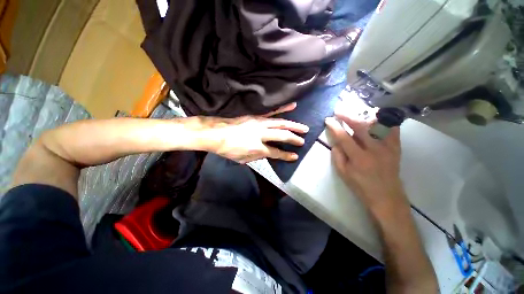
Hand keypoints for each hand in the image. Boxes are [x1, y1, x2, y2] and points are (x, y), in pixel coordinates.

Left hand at [200, 103, 308, 163]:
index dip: (287, 155)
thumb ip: (257, 157)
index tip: (295, 156)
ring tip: (304, 127)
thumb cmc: (228, 149)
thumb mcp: (243, 159)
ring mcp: (259, 123)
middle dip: (294, 139)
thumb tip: (267, 154)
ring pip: (280, 123)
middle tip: (303, 141)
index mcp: (258, 148)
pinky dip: (283, 108)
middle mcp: (261, 135)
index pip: (276, 153)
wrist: (215, 133)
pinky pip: (272, 112)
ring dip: (294, 125)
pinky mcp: (256, 116)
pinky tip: (292, 106)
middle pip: (282, 136)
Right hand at [325, 109, 406, 210]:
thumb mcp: (343, 173)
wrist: (386, 196)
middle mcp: (374, 150)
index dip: (335, 127)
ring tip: (356, 110)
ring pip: (377, 124)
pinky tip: (377, 115)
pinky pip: (392, 129)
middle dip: (348, 116)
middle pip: (361, 127)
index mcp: (359, 158)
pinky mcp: (396, 147)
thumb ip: (337, 155)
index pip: (344, 137)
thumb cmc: (361, 186)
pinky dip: (385, 120)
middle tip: (339, 110)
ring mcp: (388, 147)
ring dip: (365, 115)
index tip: (328, 120)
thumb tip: (336, 141)